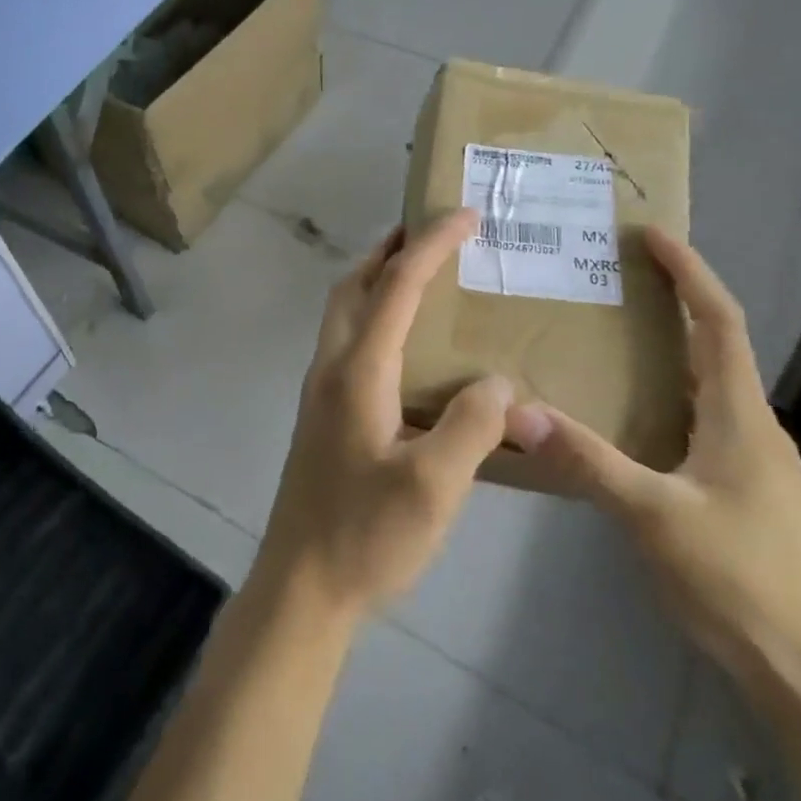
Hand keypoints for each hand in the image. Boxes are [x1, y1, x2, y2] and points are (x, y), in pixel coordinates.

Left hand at [257, 209, 554, 619]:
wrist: (302, 586)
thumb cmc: (366, 536)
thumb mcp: (434, 487)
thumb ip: (473, 426)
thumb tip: (499, 380)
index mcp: (357, 371)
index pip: (397, 287)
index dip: (431, 245)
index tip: (466, 214)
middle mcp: (331, 367)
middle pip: (355, 284)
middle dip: (392, 248)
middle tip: (434, 232)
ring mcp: (320, 389)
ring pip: (344, 310)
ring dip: (378, 278)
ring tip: (422, 274)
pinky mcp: (323, 413)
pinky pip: (348, 339)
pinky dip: (374, 313)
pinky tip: (405, 344)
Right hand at [519, 228, 800, 718]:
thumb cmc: (741, 583)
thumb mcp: (653, 516)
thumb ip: (586, 459)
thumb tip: (516, 409)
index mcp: (740, 416)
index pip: (719, 322)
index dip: (690, 272)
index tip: (652, 234)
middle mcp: (752, 427)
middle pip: (716, 344)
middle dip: (675, 300)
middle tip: (617, 276)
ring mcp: (752, 463)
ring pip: (708, 385)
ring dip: (670, 347)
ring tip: (614, 333)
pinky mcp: (743, 493)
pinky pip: (701, 420)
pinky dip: (667, 393)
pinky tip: (631, 415)